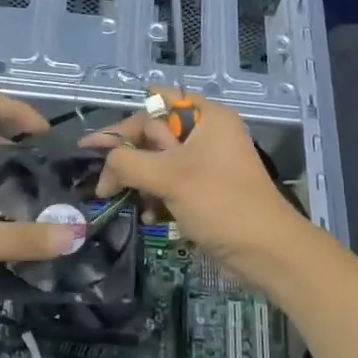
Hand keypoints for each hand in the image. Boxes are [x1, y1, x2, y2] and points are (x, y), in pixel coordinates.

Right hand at [81, 93, 311, 281]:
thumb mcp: (169, 177)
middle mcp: (207, 135)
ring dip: (139, 182)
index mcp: (207, 118)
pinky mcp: (205, 191)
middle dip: (128, 159)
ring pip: (159, 163)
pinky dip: (155, 198)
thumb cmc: (220, 203)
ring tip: (119, 200)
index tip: (91, 146)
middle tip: (102, 181)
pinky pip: (170, 185)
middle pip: (154, 136)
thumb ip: (127, 163)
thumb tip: (103, 168)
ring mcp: (207, 164)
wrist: (266, 252)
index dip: (122, 125)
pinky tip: (146, 216)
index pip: (155, 105)